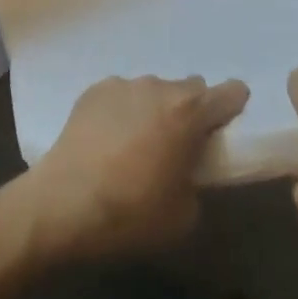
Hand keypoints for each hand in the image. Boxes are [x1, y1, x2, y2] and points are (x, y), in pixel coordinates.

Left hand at [14, 75, 248, 264]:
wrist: (64, 203)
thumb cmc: (132, 213)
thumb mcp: (184, 214)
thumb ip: (197, 180)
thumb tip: (186, 169)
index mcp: (188, 113)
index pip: (230, 93)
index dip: (232, 107)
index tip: (225, 127)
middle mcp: (158, 87)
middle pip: (189, 88)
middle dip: (190, 112)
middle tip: (178, 145)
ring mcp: (123, 84)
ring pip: (153, 91)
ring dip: (154, 111)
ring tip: (136, 146)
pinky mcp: (94, 90)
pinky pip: (121, 95)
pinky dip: (123, 112)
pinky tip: (108, 141)